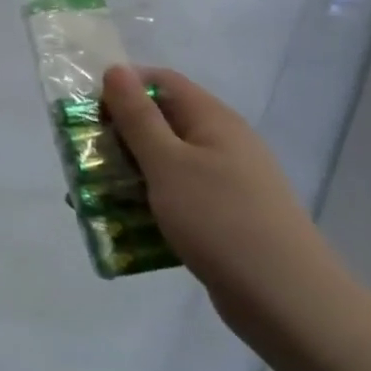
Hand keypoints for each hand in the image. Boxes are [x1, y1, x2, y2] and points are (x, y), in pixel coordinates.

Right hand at [101, 65, 341, 344]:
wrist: (287, 302)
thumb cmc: (221, 220)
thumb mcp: (167, 163)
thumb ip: (138, 116)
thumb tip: (115, 69)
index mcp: (212, 120)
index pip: (161, 81)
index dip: (122, 87)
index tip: (87, 112)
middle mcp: (221, 143)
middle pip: (159, 122)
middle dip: (116, 135)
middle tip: (82, 158)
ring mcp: (224, 182)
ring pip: (163, 163)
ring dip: (126, 173)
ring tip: (91, 195)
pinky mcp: (221, 216)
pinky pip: (174, 197)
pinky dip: (146, 203)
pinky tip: (123, 225)